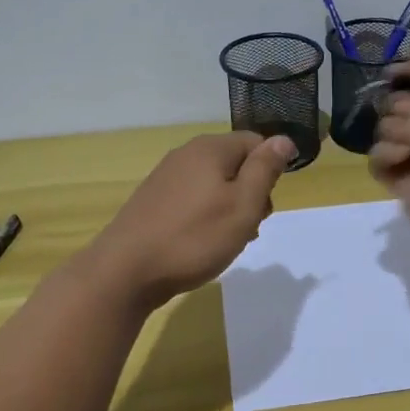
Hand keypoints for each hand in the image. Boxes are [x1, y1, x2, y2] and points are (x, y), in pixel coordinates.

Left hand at [85, 132, 296, 308]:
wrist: (126, 270)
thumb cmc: (194, 237)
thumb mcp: (243, 205)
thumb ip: (265, 170)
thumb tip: (284, 140)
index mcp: (210, 148)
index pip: (256, 142)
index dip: (270, 171)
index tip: (266, 205)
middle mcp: (186, 154)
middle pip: (235, 163)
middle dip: (250, 192)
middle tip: (250, 227)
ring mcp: (166, 177)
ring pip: (214, 184)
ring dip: (229, 208)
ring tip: (227, 241)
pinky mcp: (153, 200)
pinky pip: (193, 199)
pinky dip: (205, 216)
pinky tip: (201, 243)